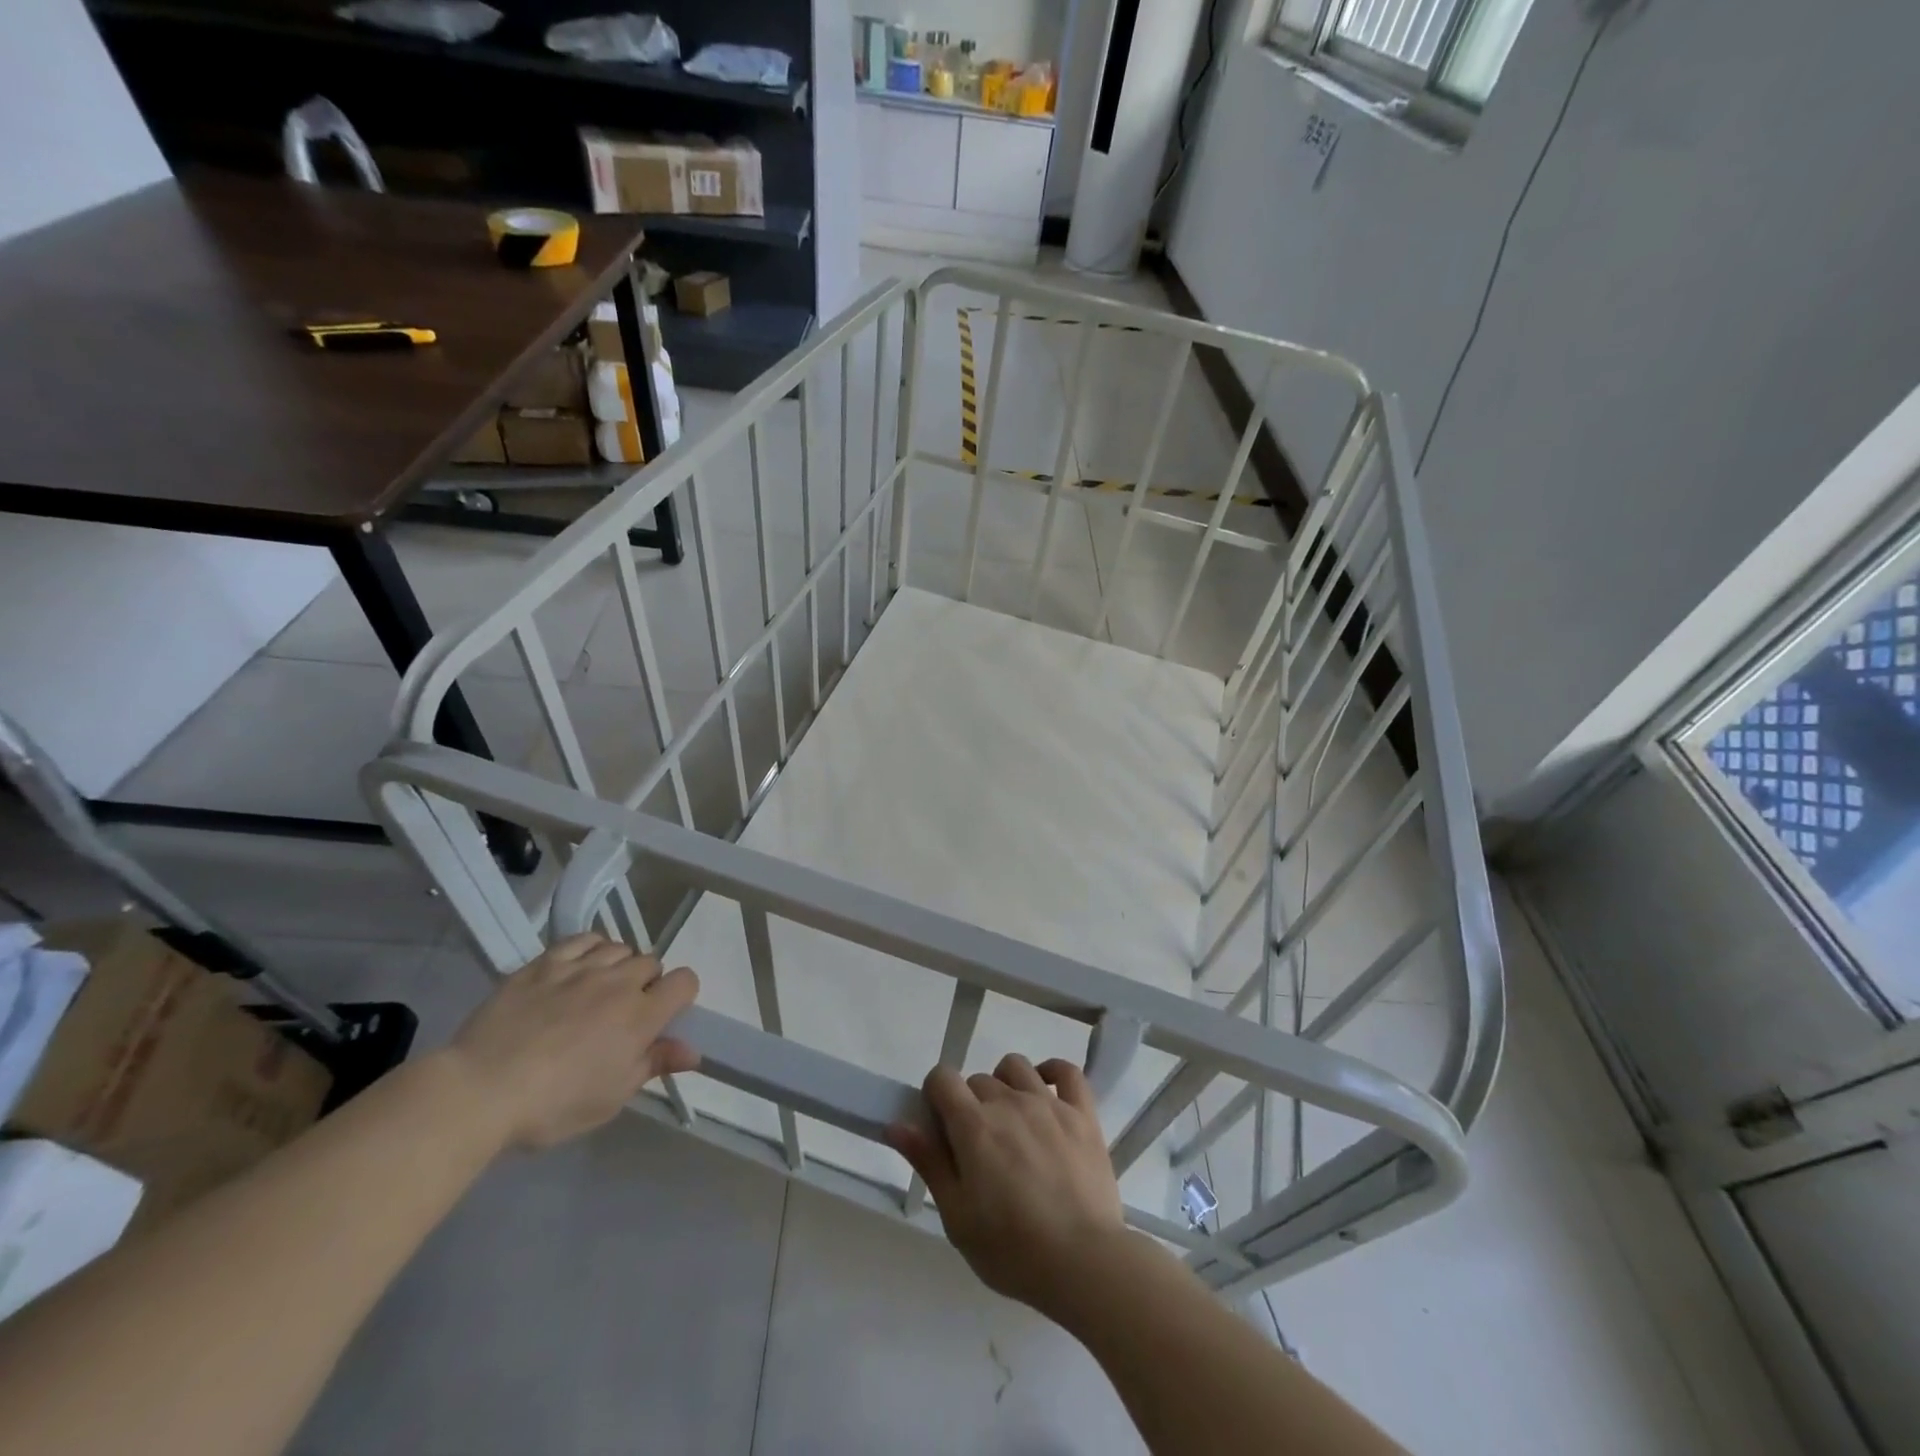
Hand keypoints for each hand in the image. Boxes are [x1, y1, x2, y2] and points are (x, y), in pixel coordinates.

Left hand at [446, 934, 698, 1149]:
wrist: (479, 1091)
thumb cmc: (552, 1106)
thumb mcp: (611, 1097)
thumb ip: (655, 1064)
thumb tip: (694, 1051)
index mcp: (641, 1016)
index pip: (685, 982)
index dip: (680, 996)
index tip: (661, 1018)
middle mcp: (618, 983)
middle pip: (652, 962)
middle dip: (646, 983)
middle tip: (623, 1014)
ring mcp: (580, 968)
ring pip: (619, 948)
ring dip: (618, 966)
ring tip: (599, 990)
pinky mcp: (545, 963)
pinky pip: (583, 939)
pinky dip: (590, 948)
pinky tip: (579, 967)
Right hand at [886, 1054, 1127, 1319]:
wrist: (1085, 1264)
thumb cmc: (1013, 1250)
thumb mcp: (958, 1217)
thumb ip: (929, 1163)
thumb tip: (896, 1124)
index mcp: (974, 1126)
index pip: (942, 1078)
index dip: (935, 1097)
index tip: (941, 1129)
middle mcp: (1009, 1102)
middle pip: (977, 1080)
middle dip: (970, 1105)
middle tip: (979, 1149)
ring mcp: (1049, 1104)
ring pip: (1016, 1067)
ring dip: (1005, 1085)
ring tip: (1011, 1123)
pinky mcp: (1082, 1114)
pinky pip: (1067, 1071)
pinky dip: (1052, 1072)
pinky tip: (1046, 1091)